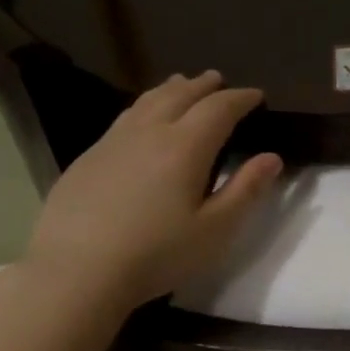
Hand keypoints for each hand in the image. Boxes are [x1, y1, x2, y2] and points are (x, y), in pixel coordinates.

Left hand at [23, 71, 280, 317]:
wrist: (78, 270)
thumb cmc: (158, 254)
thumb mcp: (215, 230)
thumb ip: (245, 191)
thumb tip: (272, 158)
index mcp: (185, 147)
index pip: (218, 109)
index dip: (240, 99)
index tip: (256, 96)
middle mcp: (148, 133)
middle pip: (179, 95)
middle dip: (204, 86)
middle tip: (219, 80)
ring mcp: (113, 142)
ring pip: (147, 101)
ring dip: (171, 89)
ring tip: (182, 83)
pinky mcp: (89, 158)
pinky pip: (124, 118)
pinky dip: (144, 106)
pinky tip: (142, 118)